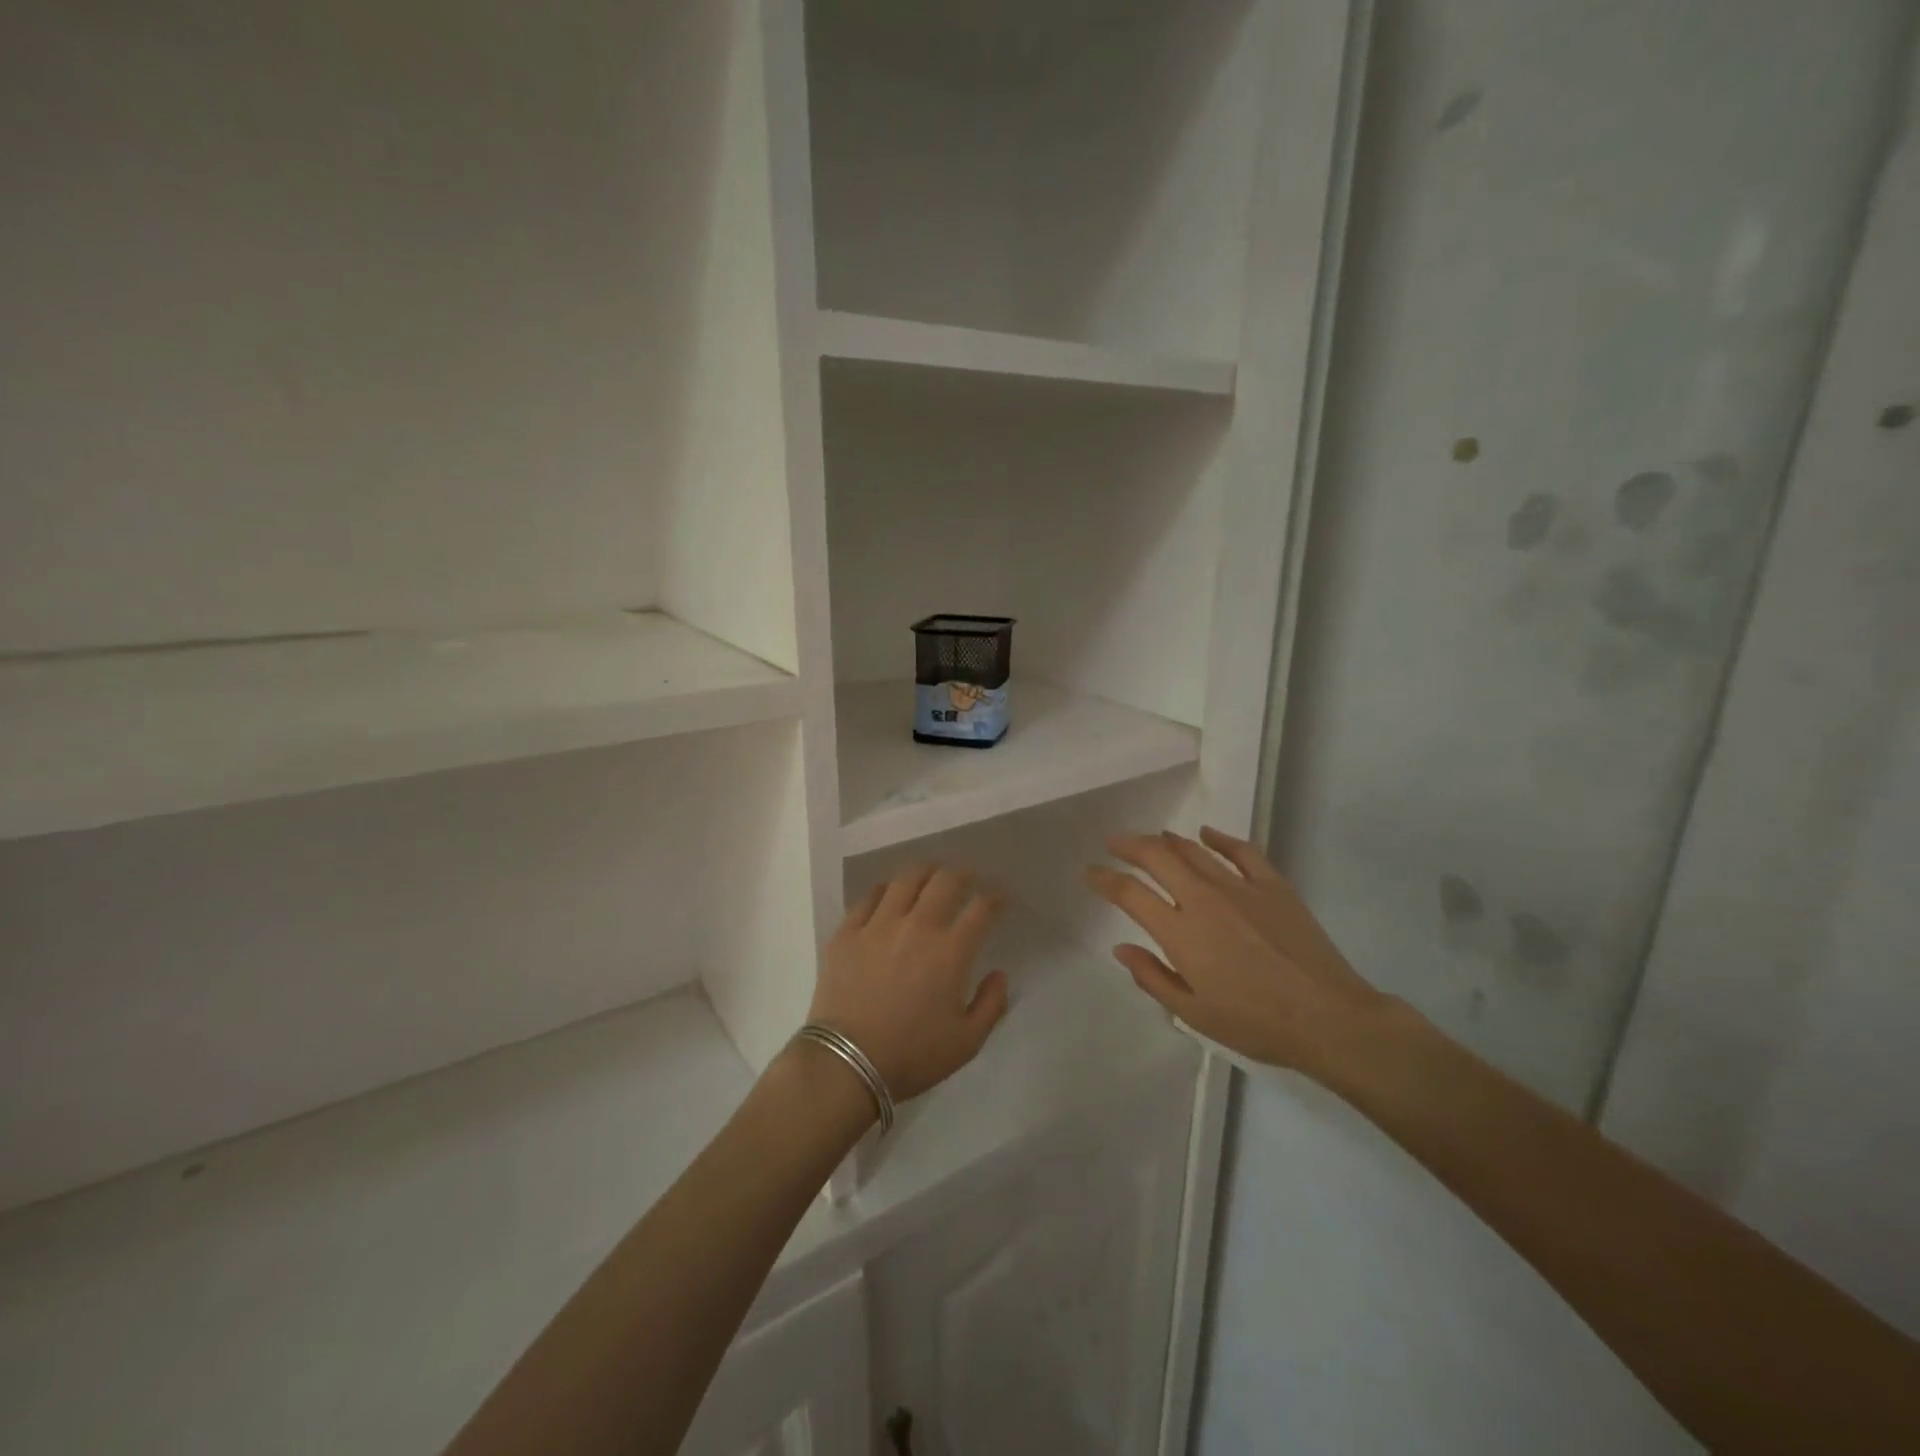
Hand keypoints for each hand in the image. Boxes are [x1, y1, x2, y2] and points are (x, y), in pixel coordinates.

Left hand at [808, 867, 1009, 1103]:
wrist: (846, 1064)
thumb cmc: (911, 1056)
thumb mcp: (966, 1043)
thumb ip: (991, 1005)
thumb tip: (999, 974)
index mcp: (950, 951)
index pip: (981, 908)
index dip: (995, 896)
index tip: (1000, 895)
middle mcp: (917, 927)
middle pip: (944, 881)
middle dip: (962, 874)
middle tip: (967, 877)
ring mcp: (878, 925)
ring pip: (905, 880)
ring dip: (924, 873)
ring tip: (930, 875)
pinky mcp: (847, 932)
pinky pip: (869, 897)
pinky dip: (885, 890)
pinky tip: (889, 893)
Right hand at [1083, 826, 1390, 1077]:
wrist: (1328, 1018)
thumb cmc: (1256, 1023)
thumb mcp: (1194, 1013)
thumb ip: (1153, 977)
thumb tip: (1121, 948)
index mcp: (1180, 933)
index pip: (1130, 894)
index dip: (1104, 880)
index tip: (1090, 872)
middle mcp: (1204, 900)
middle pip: (1158, 858)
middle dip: (1130, 846)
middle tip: (1114, 842)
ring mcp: (1241, 888)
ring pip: (1194, 851)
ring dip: (1167, 840)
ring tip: (1153, 838)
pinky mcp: (1273, 886)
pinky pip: (1242, 852)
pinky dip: (1220, 838)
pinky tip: (1207, 833)